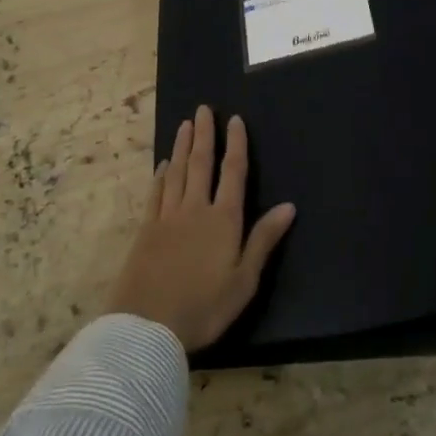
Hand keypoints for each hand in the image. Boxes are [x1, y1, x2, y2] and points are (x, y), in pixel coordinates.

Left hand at [108, 106, 296, 350]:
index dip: (235, 145)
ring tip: (185, 124)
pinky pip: (156, 193)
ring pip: (177, 172)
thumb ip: (264, 240)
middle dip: (205, 135)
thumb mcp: (244, 280)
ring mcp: (167, 217)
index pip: (233, 173)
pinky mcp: (146, 230)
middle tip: (203, 109)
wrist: (148, 326)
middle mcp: (195, 209)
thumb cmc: (204, 307)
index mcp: (224, 220)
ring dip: (182, 146)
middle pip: (201, 164)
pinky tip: (163, 164)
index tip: (235, 120)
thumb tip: (289, 205)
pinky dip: (161, 175)